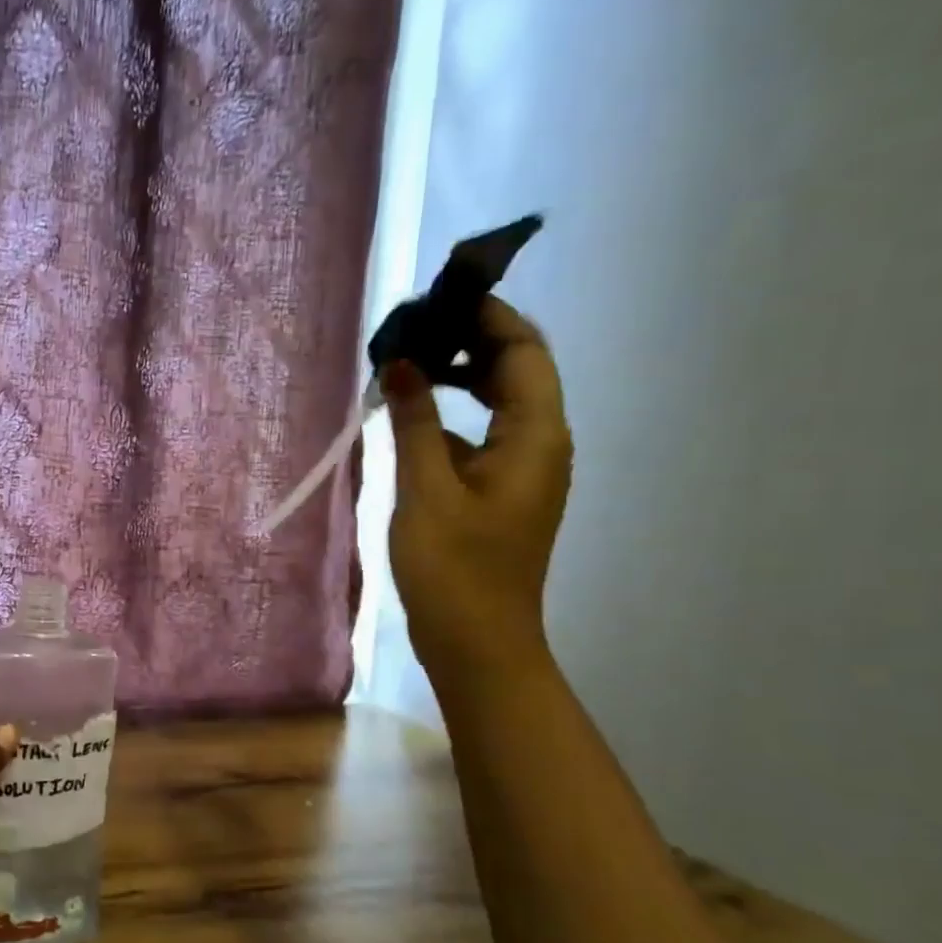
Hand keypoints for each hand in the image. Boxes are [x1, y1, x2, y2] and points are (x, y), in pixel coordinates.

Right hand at [383, 295, 571, 680]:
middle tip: (410, 329)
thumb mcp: (426, 490)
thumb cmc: (455, 569)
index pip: (522, 350)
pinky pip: (476, 436)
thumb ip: (415, 422)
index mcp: (535, 436)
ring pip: (494, 403)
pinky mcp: (496, 492)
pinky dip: (445, 418)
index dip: (485, 316)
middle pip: (513, 370)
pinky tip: (405, 418)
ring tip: (403, 365)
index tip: (436, 297)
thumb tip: (405, 362)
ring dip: (453, 379)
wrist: (476, 644)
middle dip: (467, 342)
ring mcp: (518, 470)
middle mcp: (538, 444)